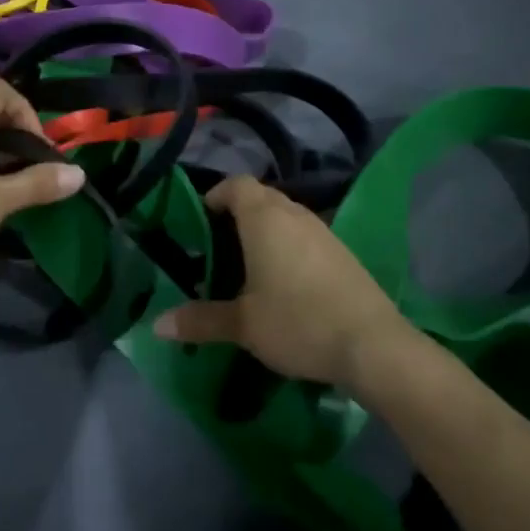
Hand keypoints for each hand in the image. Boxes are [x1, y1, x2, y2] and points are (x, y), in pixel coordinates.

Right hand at [153, 176, 409, 388]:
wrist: (372, 345)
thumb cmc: (297, 322)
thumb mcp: (243, 325)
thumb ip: (200, 320)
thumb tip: (157, 325)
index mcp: (265, 218)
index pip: (237, 185)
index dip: (217, 195)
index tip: (202, 219)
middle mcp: (295, 214)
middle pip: (262, 196)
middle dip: (239, 212)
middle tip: (220, 245)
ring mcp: (324, 232)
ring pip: (287, 215)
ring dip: (267, 229)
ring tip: (249, 264)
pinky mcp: (343, 253)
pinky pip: (306, 235)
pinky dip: (289, 245)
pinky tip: (286, 281)